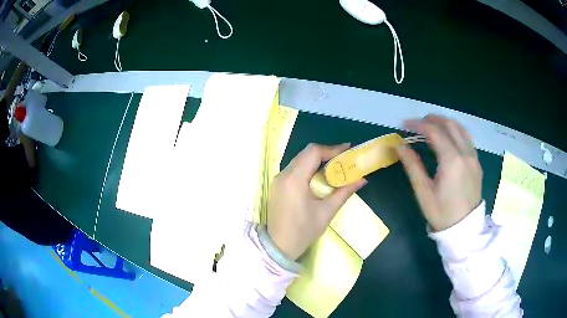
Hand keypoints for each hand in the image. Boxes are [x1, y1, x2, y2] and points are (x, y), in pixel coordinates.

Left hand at [267, 143, 366, 259]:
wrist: (278, 247)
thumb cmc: (303, 232)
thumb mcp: (326, 212)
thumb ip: (344, 192)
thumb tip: (362, 180)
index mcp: (294, 180)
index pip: (313, 153)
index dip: (332, 149)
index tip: (348, 149)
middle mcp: (283, 175)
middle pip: (306, 153)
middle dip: (326, 153)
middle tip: (344, 157)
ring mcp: (278, 180)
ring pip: (300, 160)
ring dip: (317, 160)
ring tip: (335, 165)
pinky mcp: (277, 185)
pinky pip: (295, 169)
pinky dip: (309, 167)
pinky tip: (320, 175)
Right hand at [397, 115, 481, 231]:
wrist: (464, 229)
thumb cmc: (442, 213)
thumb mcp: (423, 192)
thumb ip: (412, 166)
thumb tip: (400, 146)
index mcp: (451, 160)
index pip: (434, 131)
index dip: (417, 124)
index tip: (404, 124)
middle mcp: (465, 153)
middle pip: (448, 124)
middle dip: (431, 119)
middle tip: (416, 124)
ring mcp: (473, 156)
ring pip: (460, 128)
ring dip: (444, 122)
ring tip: (431, 127)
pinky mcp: (477, 162)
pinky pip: (466, 138)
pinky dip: (455, 131)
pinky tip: (447, 138)